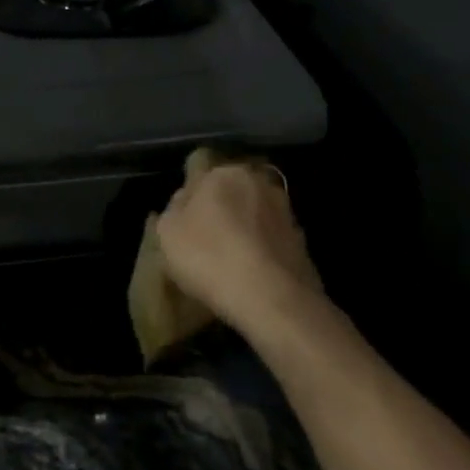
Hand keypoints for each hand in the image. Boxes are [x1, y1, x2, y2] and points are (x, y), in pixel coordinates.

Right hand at [154, 158, 326, 333]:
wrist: (273, 300)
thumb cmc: (210, 257)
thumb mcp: (168, 232)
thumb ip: (173, 209)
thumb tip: (185, 201)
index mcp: (224, 172)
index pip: (199, 170)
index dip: (188, 196)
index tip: (182, 221)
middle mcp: (258, 182)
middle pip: (230, 192)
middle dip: (220, 209)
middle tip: (205, 240)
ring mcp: (285, 212)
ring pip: (253, 215)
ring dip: (243, 230)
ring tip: (229, 261)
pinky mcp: (302, 242)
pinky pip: (271, 241)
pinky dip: (261, 251)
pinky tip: (251, 275)